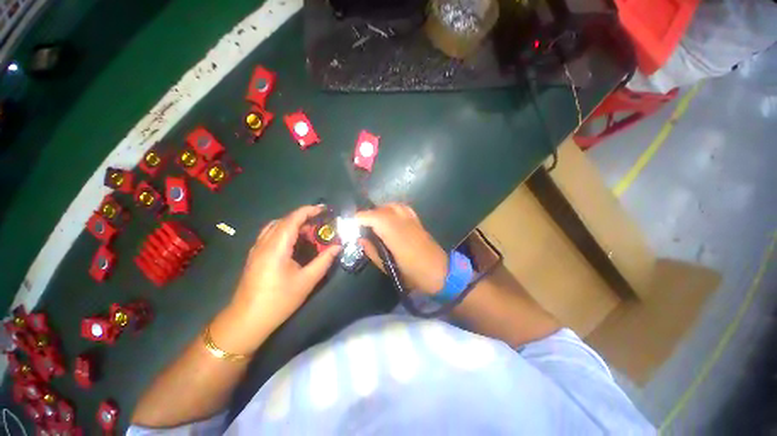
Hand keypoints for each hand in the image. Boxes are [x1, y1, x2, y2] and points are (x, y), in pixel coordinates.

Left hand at [223, 205, 339, 349]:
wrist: (247, 320)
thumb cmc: (279, 301)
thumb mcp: (307, 281)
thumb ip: (324, 261)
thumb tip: (338, 246)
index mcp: (276, 247)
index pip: (292, 219)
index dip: (308, 211)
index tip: (324, 209)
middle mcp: (264, 243)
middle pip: (283, 220)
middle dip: (303, 217)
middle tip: (320, 224)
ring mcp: (256, 249)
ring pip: (275, 226)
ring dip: (292, 224)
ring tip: (309, 232)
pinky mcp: (254, 255)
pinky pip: (270, 234)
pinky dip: (284, 231)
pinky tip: (293, 243)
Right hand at [356, 203, 447, 294]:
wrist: (441, 273)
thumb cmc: (414, 275)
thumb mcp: (389, 268)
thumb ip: (373, 252)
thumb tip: (361, 239)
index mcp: (397, 236)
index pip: (376, 218)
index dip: (362, 217)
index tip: (352, 221)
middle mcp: (404, 224)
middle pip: (383, 210)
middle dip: (369, 214)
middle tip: (361, 224)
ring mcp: (413, 221)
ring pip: (393, 206)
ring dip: (380, 210)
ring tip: (373, 220)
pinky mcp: (419, 221)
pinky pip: (403, 208)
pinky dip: (392, 209)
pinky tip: (389, 217)